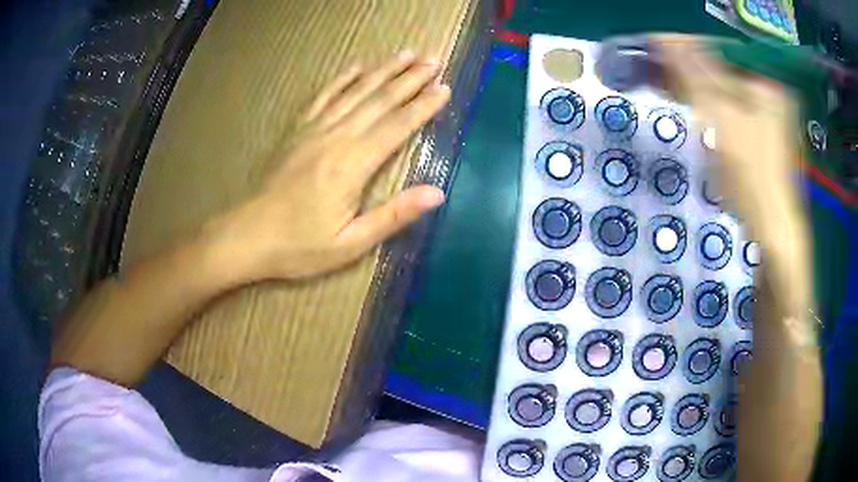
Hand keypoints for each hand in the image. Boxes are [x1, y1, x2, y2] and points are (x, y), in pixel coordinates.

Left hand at [212, 52, 450, 279]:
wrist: (248, 236)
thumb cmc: (300, 246)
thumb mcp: (350, 244)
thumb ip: (393, 216)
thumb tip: (438, 193)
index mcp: (352, 165)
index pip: (398, 126)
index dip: (423, 106)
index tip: (445, 87)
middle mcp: (336, 138)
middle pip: (380, 100)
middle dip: (410, 79)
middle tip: (435, 60)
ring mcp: (314, 130)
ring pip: (355, 92)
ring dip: (383, 71)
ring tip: (407, 54)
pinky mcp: (297, 131)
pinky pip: (324, 97)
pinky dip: (342, 79)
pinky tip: (357, 67)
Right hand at [657, 35, 806, 243]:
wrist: (773, 231)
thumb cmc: (752, 176)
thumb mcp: (722, 120)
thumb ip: (694, 76)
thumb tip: (663, 40)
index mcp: (765, 82)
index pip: (717, 49)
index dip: (683, 47)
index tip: (651, 48)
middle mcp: (769, 91)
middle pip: (721, 68)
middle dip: (688, 68)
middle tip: (655, 69)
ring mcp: (768, 113)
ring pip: (724, 88)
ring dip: (696, 86)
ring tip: (666, 85)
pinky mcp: (762, 132)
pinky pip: (731, 107)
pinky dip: (710, 105)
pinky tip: (692, 106)